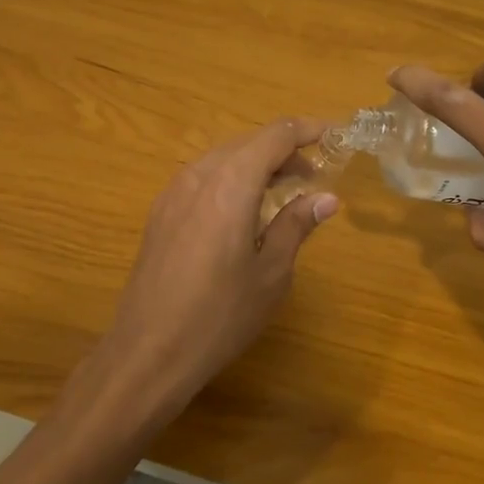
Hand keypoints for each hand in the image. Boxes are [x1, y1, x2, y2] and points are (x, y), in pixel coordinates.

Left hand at [102, 116, 339, 419]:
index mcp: (231, 183)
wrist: (148, 352)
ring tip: (283, 191)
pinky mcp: (160, 212)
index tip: (335, 135)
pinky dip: (232, 179)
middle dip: (284, 150)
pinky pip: (204, 177)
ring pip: (224, 158)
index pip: (276, 136)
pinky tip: (244, 210)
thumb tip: (326, 198)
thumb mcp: (271, 274)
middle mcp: (199, 175)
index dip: (308, 130)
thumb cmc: (220, 316)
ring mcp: (173, 192)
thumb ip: (296, 225)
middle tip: (315, 175)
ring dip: (257, 164)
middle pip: (248, 142)